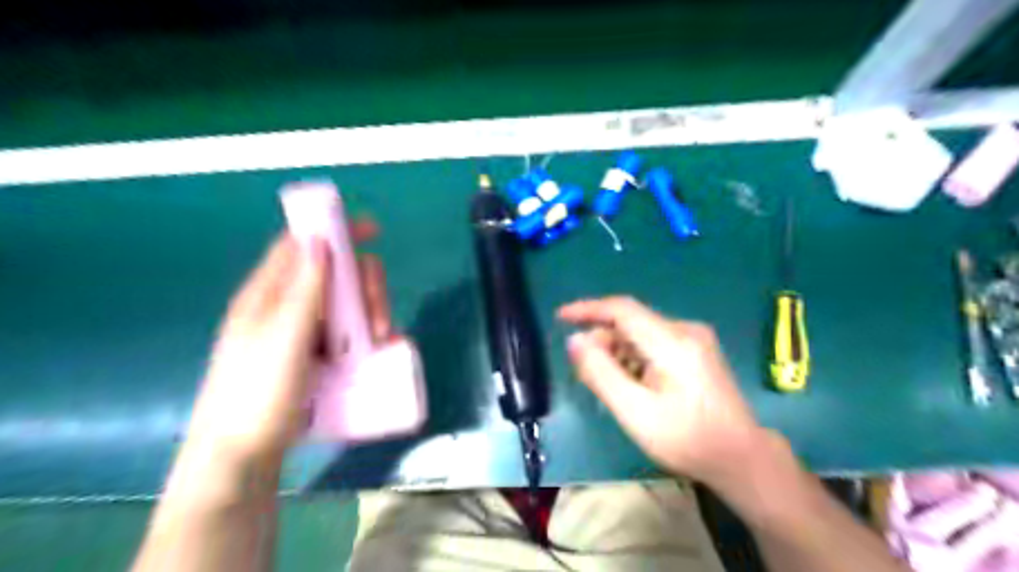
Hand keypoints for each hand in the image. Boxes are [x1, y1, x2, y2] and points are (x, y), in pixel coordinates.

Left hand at [184, 225, 390, 461]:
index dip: (333, 230)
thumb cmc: (257, 395)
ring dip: (371, 313)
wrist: (244, 458)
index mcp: (268, 296)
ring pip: (346, 303)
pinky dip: (368, 334)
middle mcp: (287, 308)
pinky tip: (381, 349)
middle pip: (335, 275)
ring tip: (381, 341)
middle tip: (379, 318)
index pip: (300, 245)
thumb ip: (302, 290)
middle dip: (365, 287)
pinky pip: (350, 332)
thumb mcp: (282, 339)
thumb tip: (318, 238)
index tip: (371, 231)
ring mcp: (303, 334)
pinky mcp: (317, 357)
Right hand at [555, 296, 772, 485]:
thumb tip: (575, 339)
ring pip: (641, 334)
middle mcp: (685, 330)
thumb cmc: (686, 439)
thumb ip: (601, 372)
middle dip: (603, 342)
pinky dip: (635, 358)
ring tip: (610, 386)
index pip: (622, 309)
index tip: (561, 316)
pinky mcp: (697, 351)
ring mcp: (694, 339)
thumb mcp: (635, 411)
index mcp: (672, 341)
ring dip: (619, 353)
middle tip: (585, 373)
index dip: (588, 309)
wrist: (741, 458)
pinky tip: (633, 385)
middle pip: (631, 323)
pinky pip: (654, 343)